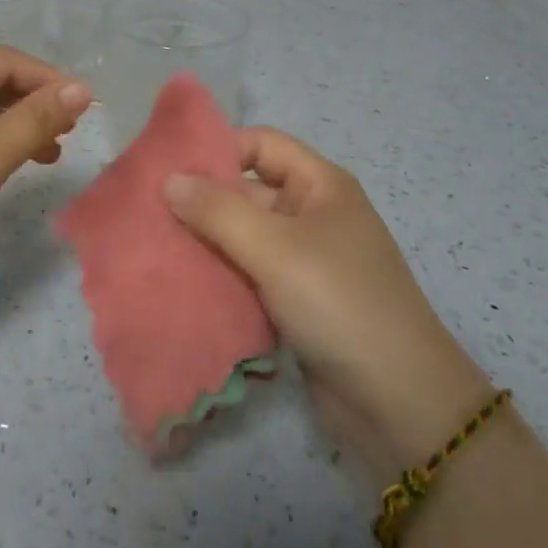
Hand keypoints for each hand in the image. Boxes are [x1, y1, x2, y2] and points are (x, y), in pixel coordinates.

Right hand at [161, 129, 490, 480]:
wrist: (400, 403)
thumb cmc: (339, 303)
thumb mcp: (275, 249)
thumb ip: (217, 211)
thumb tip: (168, 179)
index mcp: (320, 185)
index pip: (261, 145)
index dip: (217, 150)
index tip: (167, 170)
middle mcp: (313, 214)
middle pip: (248, 192)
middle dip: (202, 202)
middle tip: (148, 213)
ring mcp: (306, 260)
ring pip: (244, 237)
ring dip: (206, 243)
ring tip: (155, 248)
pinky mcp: (297, 301)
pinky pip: (250, 275)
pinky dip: (220, 276)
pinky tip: (183, 284)